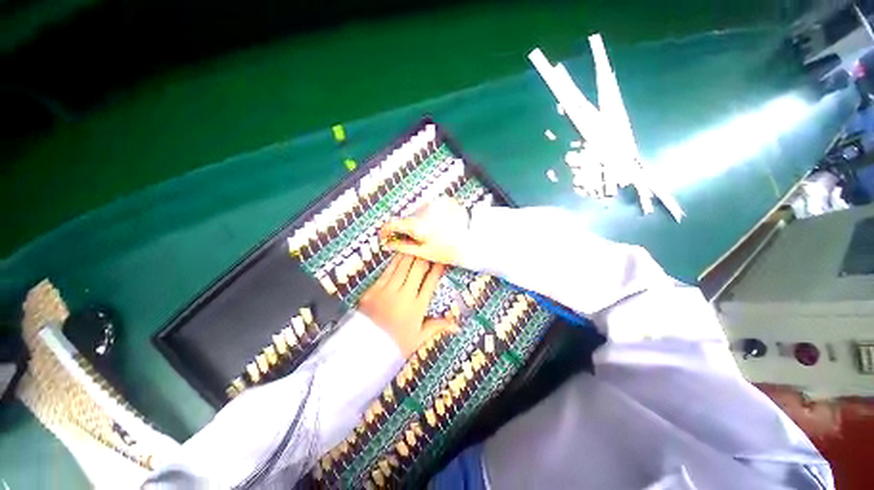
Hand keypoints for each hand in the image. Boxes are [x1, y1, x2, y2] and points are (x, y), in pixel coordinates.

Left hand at [358, 254, 457, 356]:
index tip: (441, 261)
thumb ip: (437, 327)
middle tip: (428, 249)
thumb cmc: (394, 345)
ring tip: (417, 246)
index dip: (437, 268)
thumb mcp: (418, 338)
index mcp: (417, 308)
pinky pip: (387, 270)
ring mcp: (387, 291)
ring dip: (411, 254)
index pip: (431, 282)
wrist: (362, 351)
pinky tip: (400, 254)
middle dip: (425, 257)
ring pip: (403, 265)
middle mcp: (404, 296)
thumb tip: (457, 326)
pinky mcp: (373, 289)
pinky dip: (396, 261)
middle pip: (418, 268)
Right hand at [378, 197, 468, 265]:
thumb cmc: (449, 250)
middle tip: (415, 240)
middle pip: (406, 219)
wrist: (472, 240)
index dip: (385, 232)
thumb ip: (402, 247)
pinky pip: (430, 209)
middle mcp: (423, 210)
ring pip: (418, 213)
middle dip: (406, 229)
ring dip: (419, 222)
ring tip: (431, 234)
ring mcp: (434, 203)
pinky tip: (439, 226)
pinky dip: (430, 216)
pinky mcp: (444, 201)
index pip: (391, 224)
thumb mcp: (423, 252)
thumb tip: (387, 245)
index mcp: (417, 224)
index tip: (384, 237)